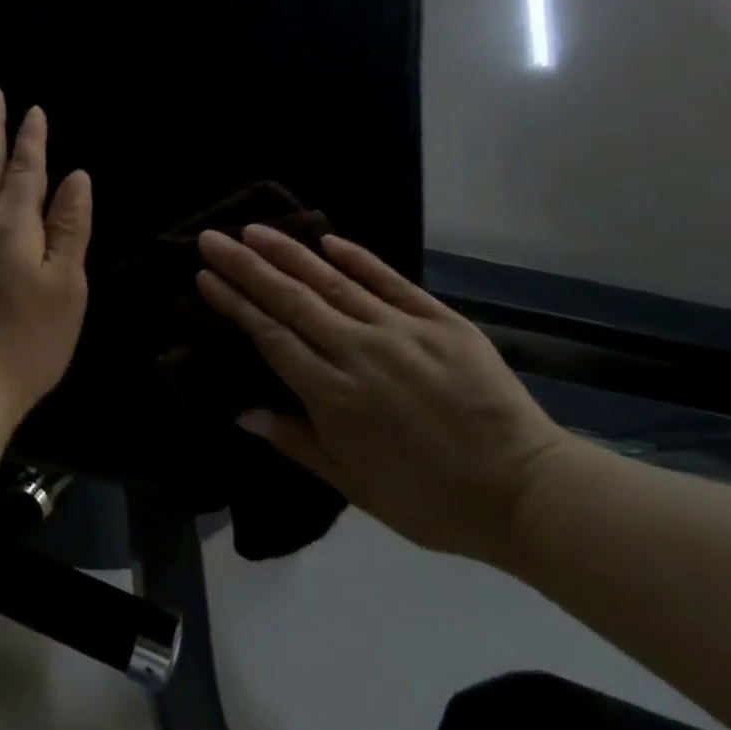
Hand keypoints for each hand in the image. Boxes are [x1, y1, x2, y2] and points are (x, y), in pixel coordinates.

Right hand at [196, 225, 573, 565]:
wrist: (524, 493)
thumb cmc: (427, 499)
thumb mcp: (351, 485)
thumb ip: (294, 441)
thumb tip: (241, 412)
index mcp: (333, 395)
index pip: (271, 336)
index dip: (235, 304)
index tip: (206, 277)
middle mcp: (359, 352)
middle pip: (292, 300)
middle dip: (247, 266)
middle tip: (213, 239)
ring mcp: (402, 332)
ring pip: (334, 283)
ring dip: (290, 254)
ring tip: (255, 230)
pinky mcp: (442, 322)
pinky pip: (392, 282)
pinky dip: (359, 259)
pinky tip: (329, 239)